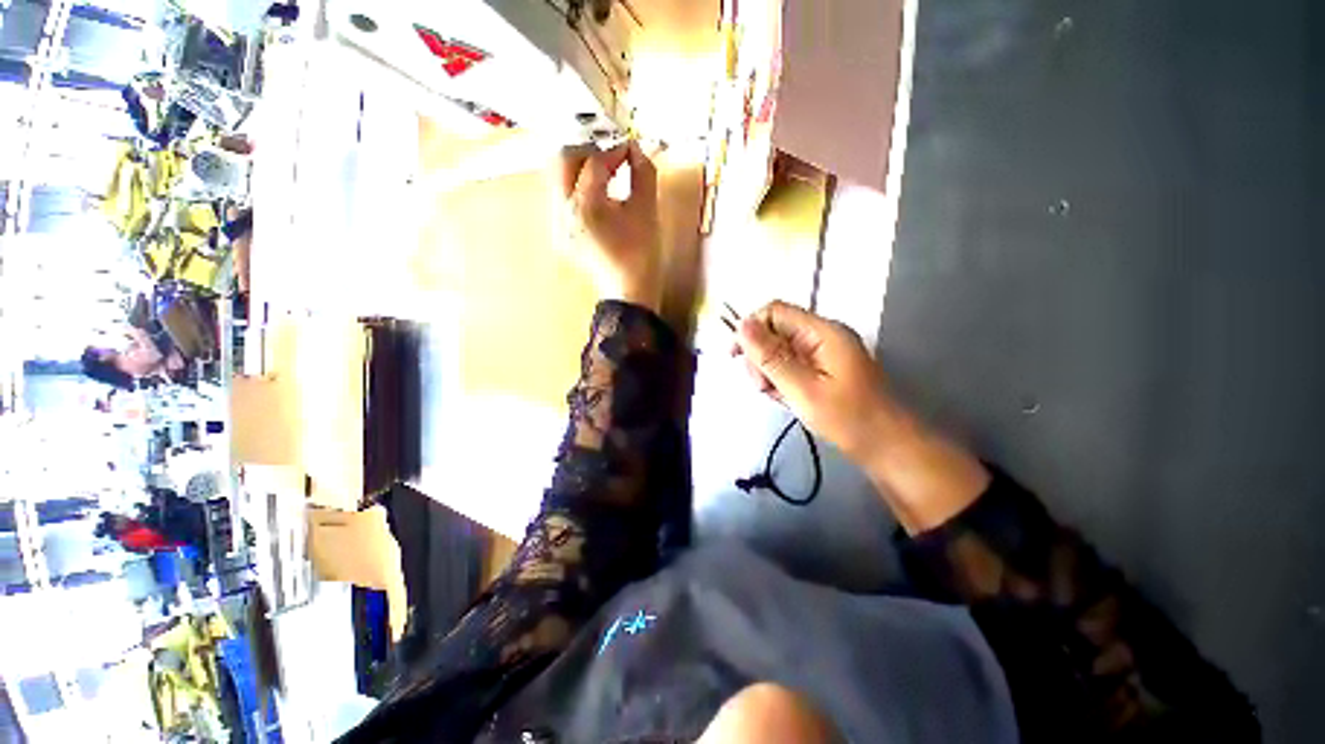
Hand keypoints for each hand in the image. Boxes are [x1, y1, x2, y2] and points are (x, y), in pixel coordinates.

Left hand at [557, 141, 661, 309]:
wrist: (629, 292)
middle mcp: (562, 212)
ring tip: (606, 172)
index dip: (614, 150)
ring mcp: (558, 224)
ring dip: (581, 168)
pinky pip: (563, 198)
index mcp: (584, 207)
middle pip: (563, 161)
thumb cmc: (642, 254)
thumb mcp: (647, 211)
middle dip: (588, 150)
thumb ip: (643, 173)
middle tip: (611, 155)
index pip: (594, 162)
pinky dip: (578, 187)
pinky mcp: (561, 233)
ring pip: (559, 179)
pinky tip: (598, 195)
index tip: (631, 148)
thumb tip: (636, 149)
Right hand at [734, 301, 989, 532]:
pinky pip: (789, 366)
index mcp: (822, 332)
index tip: (736, 356)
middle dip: (760, 357)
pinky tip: (786, 399)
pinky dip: (781, 381)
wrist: (887, 447)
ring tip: (777, 397)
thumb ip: (771, 357)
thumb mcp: (803, 389)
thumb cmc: (848, 419)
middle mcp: (821, 336)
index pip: (775, 312)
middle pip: (774, 331)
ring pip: (778, 351)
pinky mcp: (820, 369)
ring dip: (769, 372)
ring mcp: (821, 353)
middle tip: (763, 387)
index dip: (751, 328)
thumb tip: (742, 325)